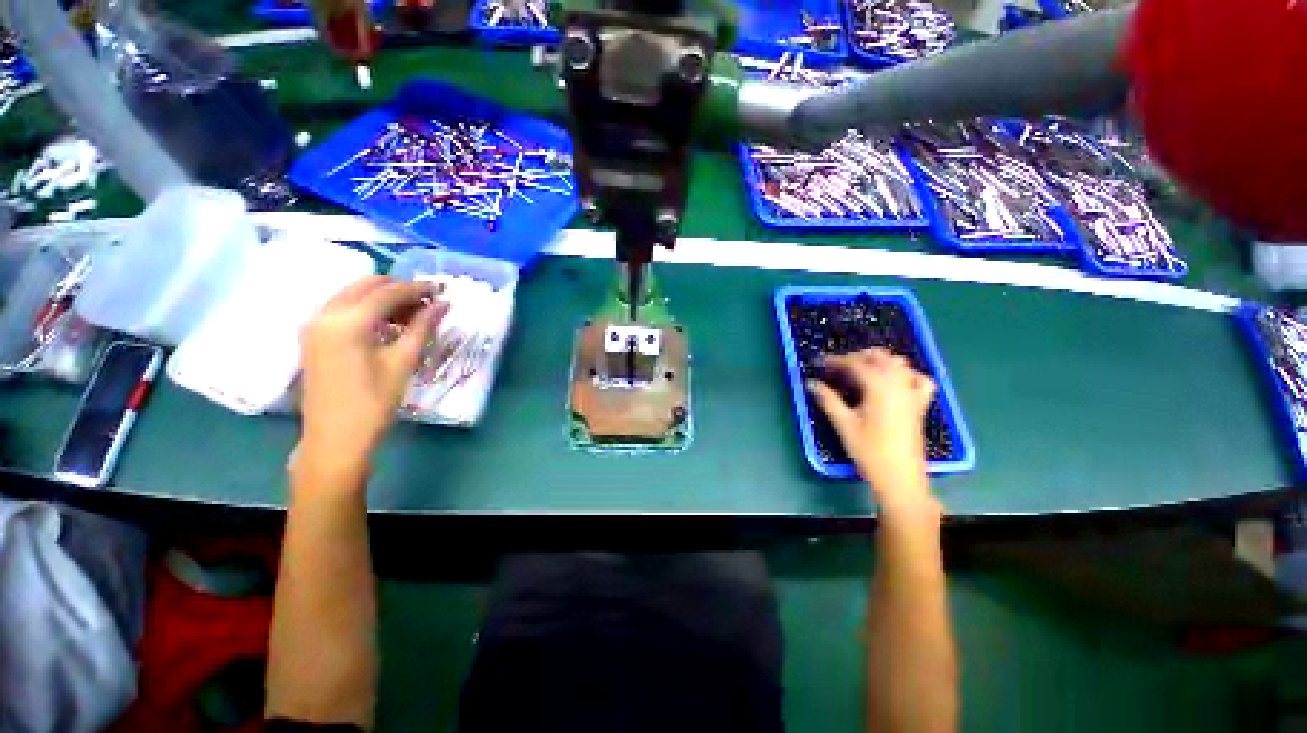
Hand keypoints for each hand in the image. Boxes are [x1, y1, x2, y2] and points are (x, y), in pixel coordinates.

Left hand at [299, 275, 447, 470]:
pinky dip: (367, 309)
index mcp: (347, 322)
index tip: (441, 289)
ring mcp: (314, 325)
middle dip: (398, 289)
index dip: (417, 288)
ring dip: (382, 298)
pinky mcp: (313, 337)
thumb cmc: (373, 402)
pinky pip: (342, 308)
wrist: (334, 438)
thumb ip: (421, 328)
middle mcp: (325, 315)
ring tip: (411, 315)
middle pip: (366, 286)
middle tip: (427, 303)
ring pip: (352, 295)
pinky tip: (386, 325)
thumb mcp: (403, 363)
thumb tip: (442, 304)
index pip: (387, 292)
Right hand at [807, 348, 935, 506]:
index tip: (820, 362)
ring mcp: (912, 393)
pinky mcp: (919, 404)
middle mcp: (899, 384)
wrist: (900, 477)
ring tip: (859, 371)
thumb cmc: (869, 451)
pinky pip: (918, 379)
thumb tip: (811, 382)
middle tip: (837, 367)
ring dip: (878, 361)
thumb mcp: (843, 424)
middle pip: (879, 357)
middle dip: (857, 356)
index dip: (836, 360)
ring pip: (898, 363)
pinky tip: (894, 381)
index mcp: (879, 387)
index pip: (855, 363)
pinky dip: (906, 374)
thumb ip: (827, 399)